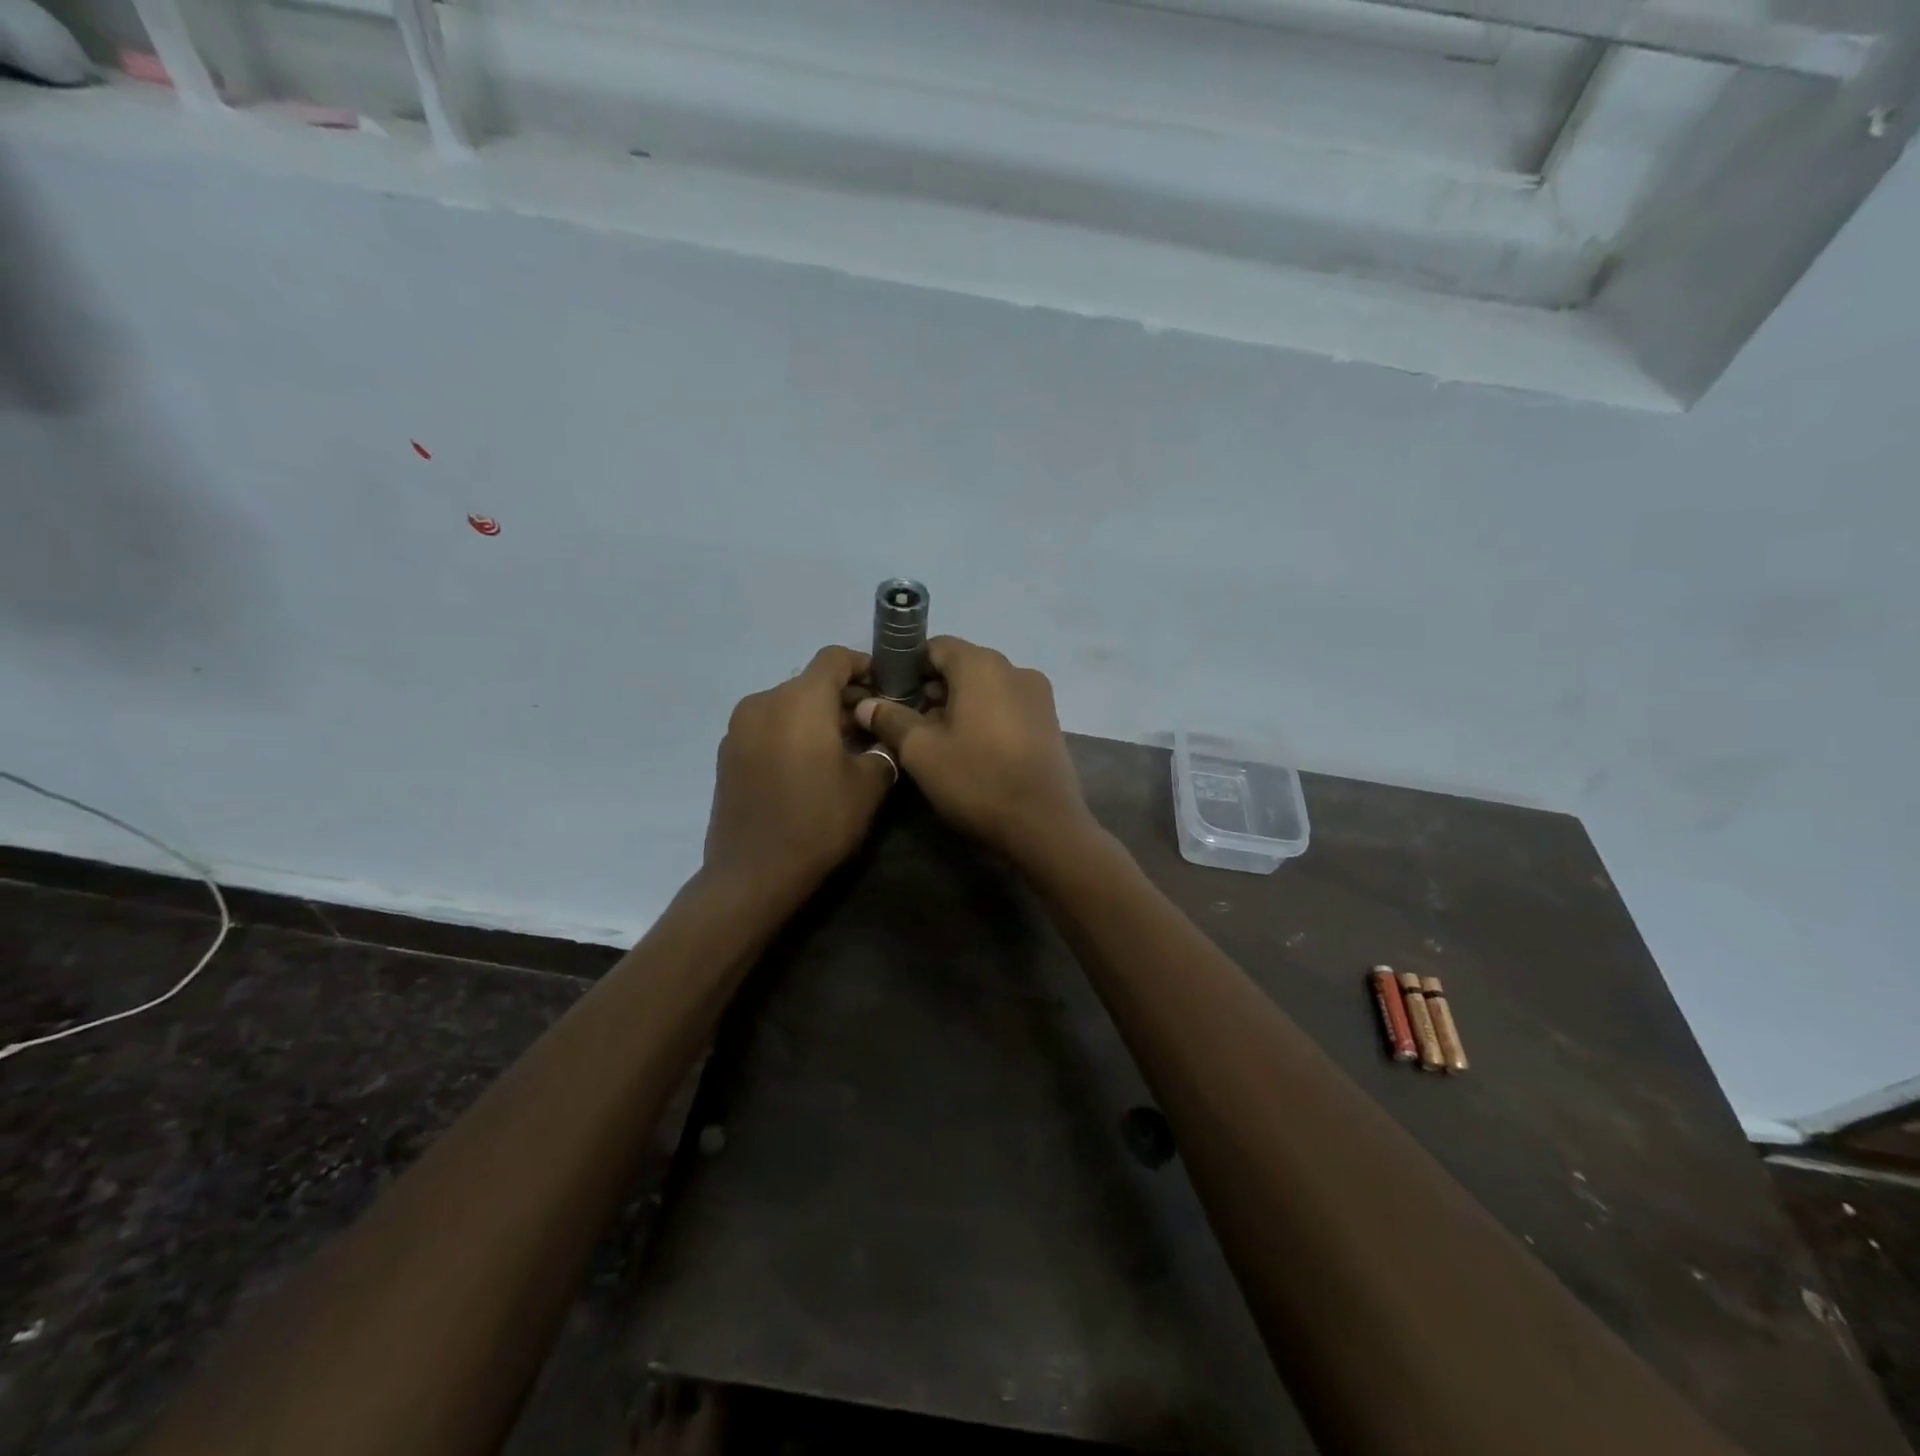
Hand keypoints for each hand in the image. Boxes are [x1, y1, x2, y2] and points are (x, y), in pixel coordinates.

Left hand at [704, 646, 895, 899]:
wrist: (753, 873)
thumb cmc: (819, 822)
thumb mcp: (868, 786)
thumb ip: (882, 748)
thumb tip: (882, 735)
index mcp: (800, 700)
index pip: (835, 658)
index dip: (864, 665)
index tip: (886, 688)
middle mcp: (764, 701)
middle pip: (810, 682)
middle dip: (843, 697)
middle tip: (871, 725)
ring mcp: (739, 727)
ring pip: (788, 705)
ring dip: (816, 717)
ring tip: (841, 748)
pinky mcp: (727, 753)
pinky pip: (768, 727)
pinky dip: (791, 733)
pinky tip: (808, 766)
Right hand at [854, 637, 1097, 864]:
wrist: (1044, 825)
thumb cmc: (977, 779)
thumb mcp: (922, 752)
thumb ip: (892, 720)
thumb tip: (866, 704)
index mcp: (982, 664)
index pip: (935, 647)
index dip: (907, 668)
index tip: (889, 696)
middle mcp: (1015, 668)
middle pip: (962, 666)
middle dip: (932, 690)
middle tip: (907, 725)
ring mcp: (1038, 695)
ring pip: (985, 688)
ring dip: (957, 706)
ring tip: (936, 742)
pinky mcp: (1049, 721)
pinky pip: (1006, 706)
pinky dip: (984, 718)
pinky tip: (970, 750)